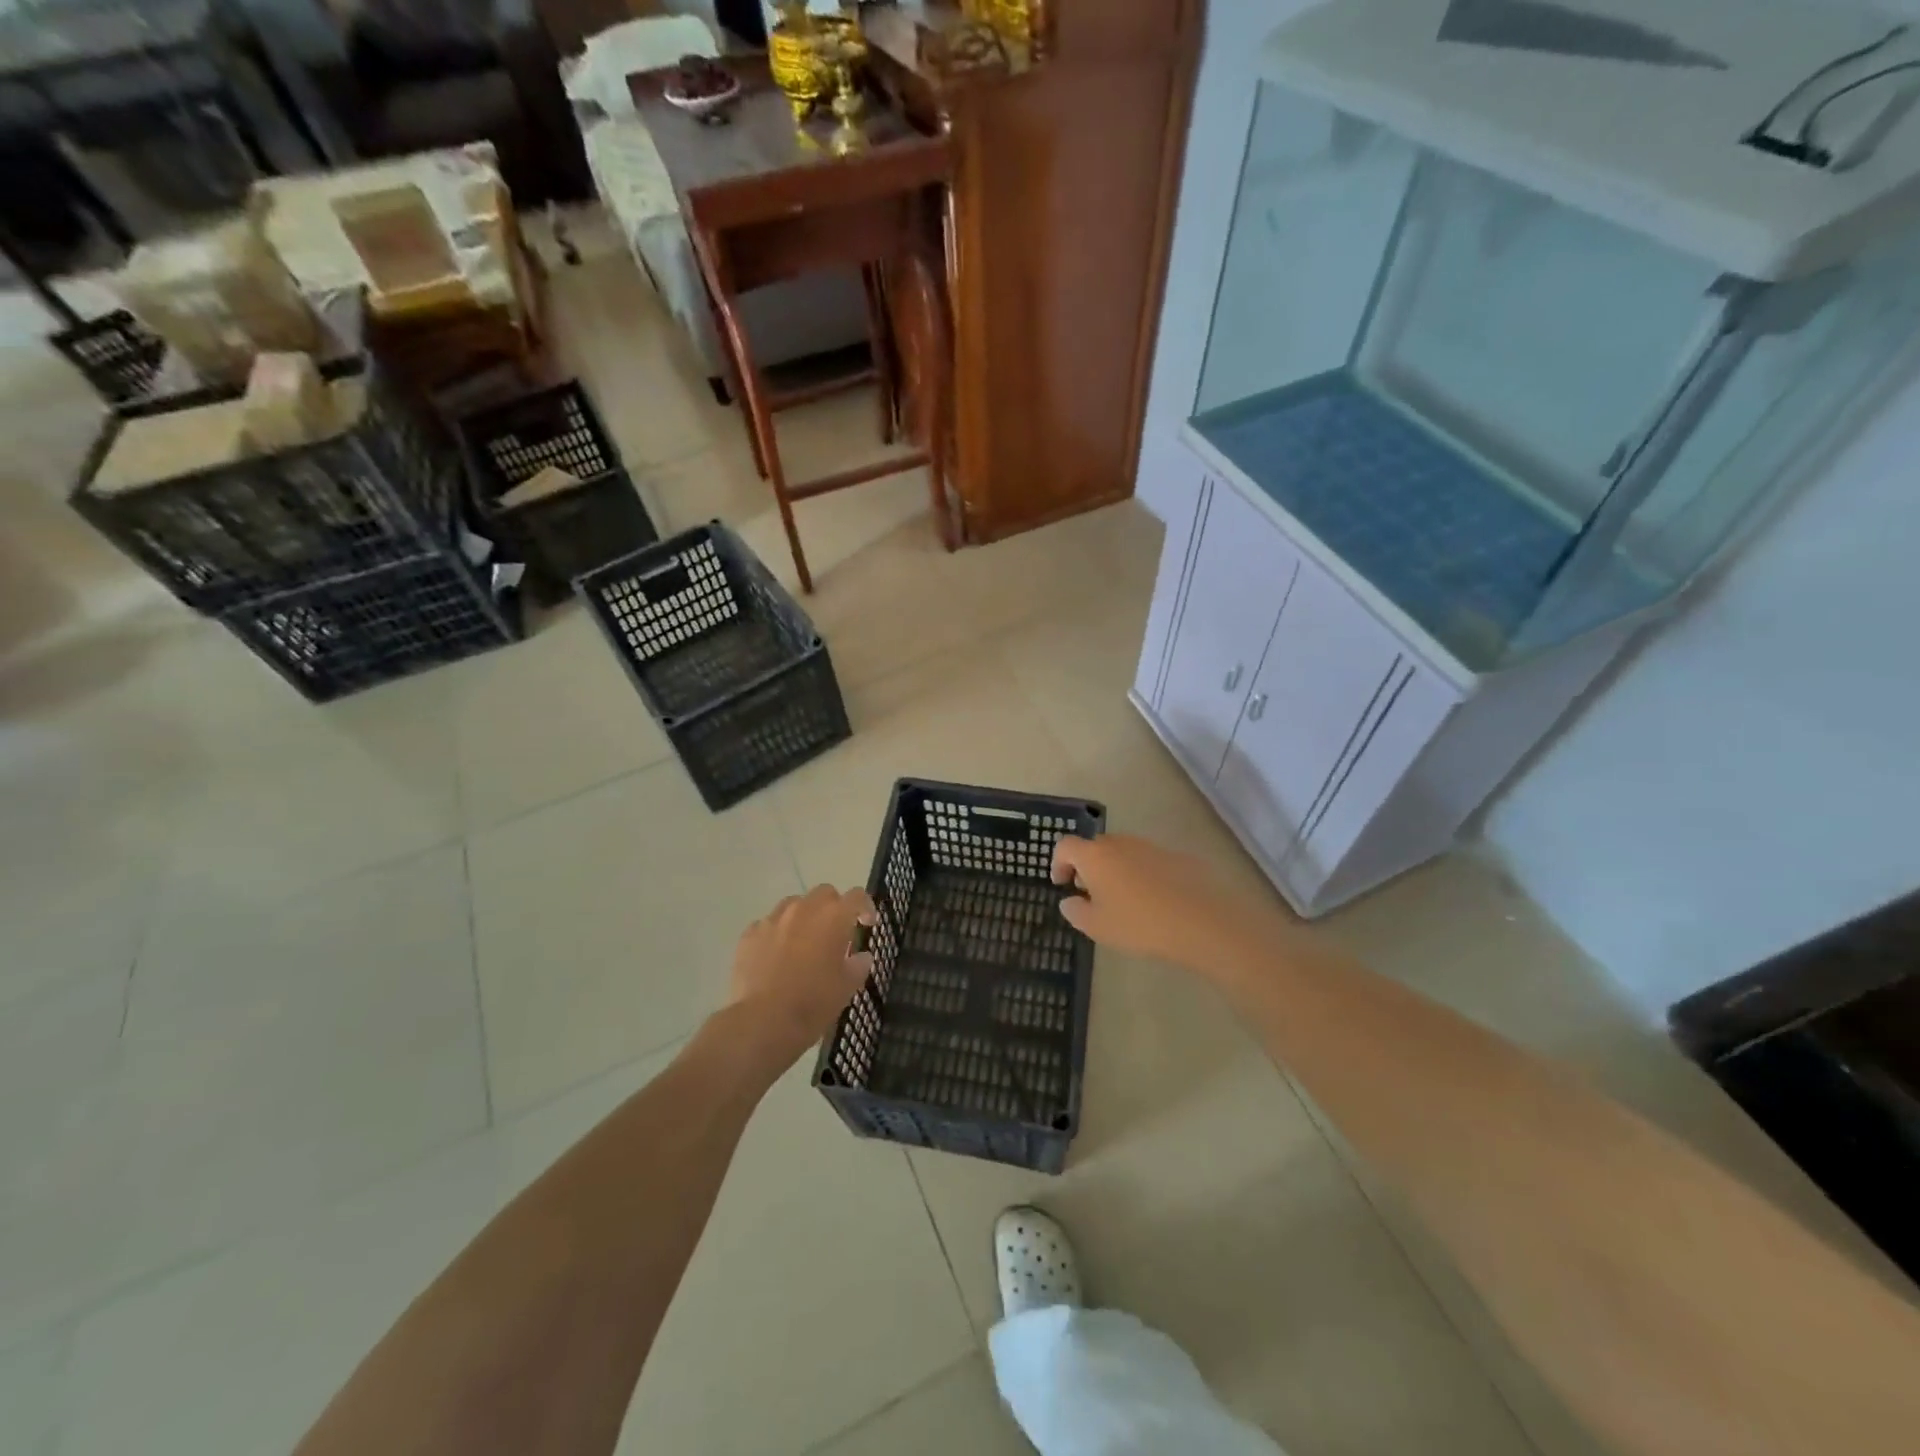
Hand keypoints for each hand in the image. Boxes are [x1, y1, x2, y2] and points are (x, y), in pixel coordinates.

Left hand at [726, 885, 875, 1067]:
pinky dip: (776, 934)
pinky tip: (775, 956)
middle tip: (835, 932)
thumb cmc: (813, 1003)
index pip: (857, 896)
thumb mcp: (847, 988)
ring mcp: (773, 919)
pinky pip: (767, 925)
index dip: (866, 907)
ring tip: (803, 942)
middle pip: (824, 893)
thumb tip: (861, 956)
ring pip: (793, 904)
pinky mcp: (749, 934)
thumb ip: (858, 965)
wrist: (763, 1021)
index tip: (867, 923)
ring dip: (803, 916)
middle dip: (833, 907)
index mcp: (834, 917)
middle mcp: (804, 909)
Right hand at [1052, 833, 1285, 982]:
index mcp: (1095, 856)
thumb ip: (1076, 911)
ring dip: (1116, 870)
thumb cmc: (1139, 923)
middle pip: (1095, 846)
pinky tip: (1153, 901)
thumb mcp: (1098, 927)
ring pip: (1123, 852)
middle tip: (1091, 894)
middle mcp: (1120, 843)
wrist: (1201, 920)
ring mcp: (1150, 847)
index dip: (1058, 863)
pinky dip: (1142, 875)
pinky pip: (1148, 861)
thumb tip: (1069, 900)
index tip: (1062, 884)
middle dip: (1088, 867)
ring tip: (1123, 900)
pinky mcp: (1176, 856)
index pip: (1065, 846)